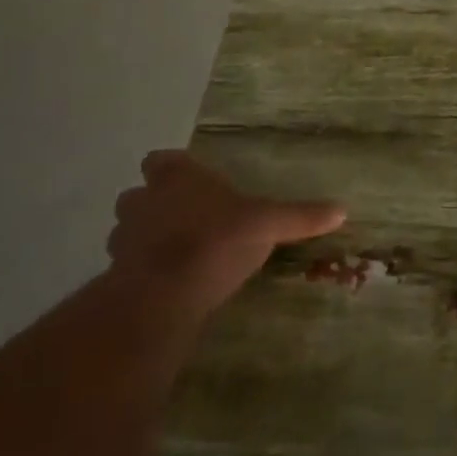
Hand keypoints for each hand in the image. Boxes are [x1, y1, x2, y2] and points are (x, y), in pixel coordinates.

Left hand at [108, 150, 344, 317]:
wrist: (164, 295)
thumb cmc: (217, 240)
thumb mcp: (268, 224)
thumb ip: (300, 217)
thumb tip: (342, 210)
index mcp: (177, 177)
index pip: (161, 160)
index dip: (171, 168)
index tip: (187, 179)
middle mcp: (144, 201)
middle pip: (138, 194)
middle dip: (153, 204)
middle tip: (181, 216)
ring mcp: (124, 239)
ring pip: (126, 230)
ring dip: (142, 237)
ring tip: (171, 252)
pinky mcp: (115, 276)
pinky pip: (125, 267)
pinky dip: (139, 271)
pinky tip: (163, 284)